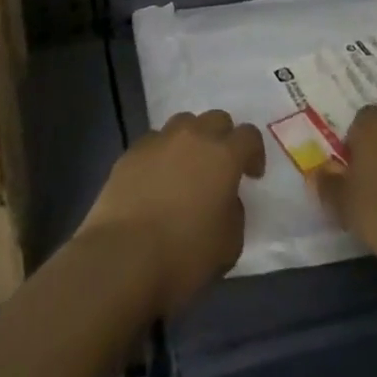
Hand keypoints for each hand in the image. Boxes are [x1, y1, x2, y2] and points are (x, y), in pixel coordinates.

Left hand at [78, 110, 265, 317]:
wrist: (122, 257)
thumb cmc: (184, 255)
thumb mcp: (229, 244)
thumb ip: (234, 212)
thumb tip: (224, 199)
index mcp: (223, 156)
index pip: (248, 135)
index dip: (254, 153)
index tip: (252, 175)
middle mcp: (192, 137)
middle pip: (215, 119)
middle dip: (223, 138)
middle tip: (220, 168)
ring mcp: (158, 141)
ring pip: (182, 124)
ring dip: (191, 140)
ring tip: (186, 169)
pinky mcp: (130, 153)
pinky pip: (154, 142)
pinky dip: (161, 155)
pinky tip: (156, 181)